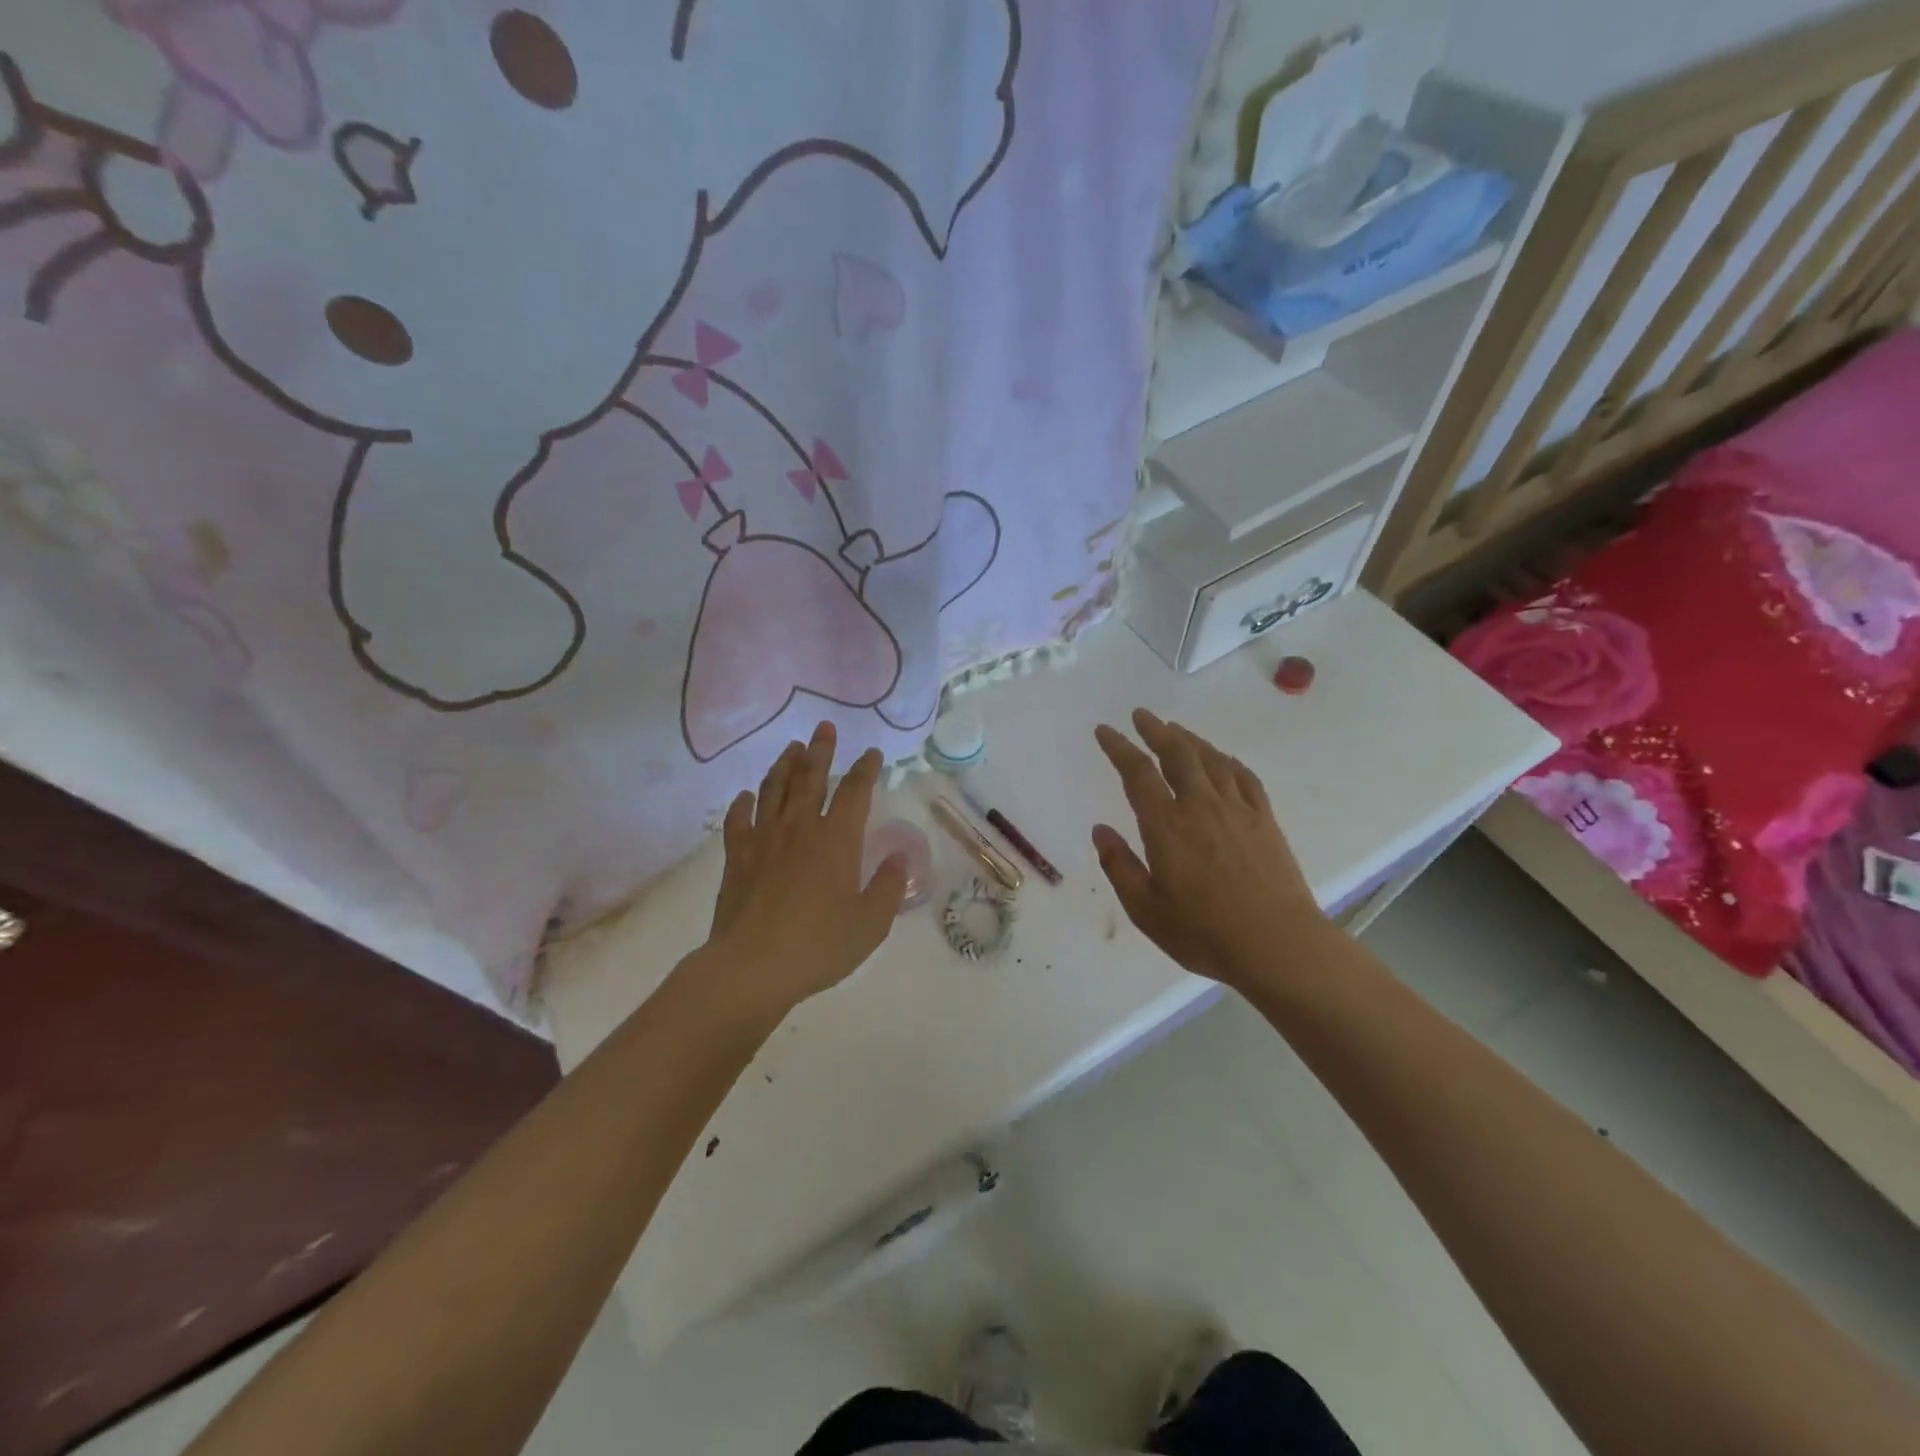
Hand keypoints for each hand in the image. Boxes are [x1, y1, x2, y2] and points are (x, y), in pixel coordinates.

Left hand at [694, 722, 906, 1023]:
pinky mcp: (736, 857)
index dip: (865, 769)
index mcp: (837, 840)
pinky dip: (743, 804)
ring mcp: (764, 839)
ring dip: (784, 765)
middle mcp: (800, 828)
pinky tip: (746, 796)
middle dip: (820, 750)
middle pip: (810, 777)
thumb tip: (899, 857)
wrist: (752, 967)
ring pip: (774, 789)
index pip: (855, 792)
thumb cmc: (819, 946)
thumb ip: (889, 887)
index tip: (871, 753)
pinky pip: (738, 820)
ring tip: (791, 748)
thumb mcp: (870, 923)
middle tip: (823, 727)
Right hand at [1092, 709, 1328, 987]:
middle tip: (1141, 716)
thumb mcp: (1146, 909)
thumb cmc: (1204, 932)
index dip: (1119, 748)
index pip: (1137, 773)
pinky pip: (1244, 777)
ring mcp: (1237, 809)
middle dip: (1156, 731)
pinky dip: (1227, 761)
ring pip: (1211, 759)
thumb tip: (1100, 830)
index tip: (1105, 730)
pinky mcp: (1264, 820)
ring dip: (1189, 739)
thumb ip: (1119, 866)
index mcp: (1167, 826)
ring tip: (1174, 730)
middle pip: (1177, 754)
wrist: (1278, 945)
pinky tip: (1222, 759)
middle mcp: (1201, 806)